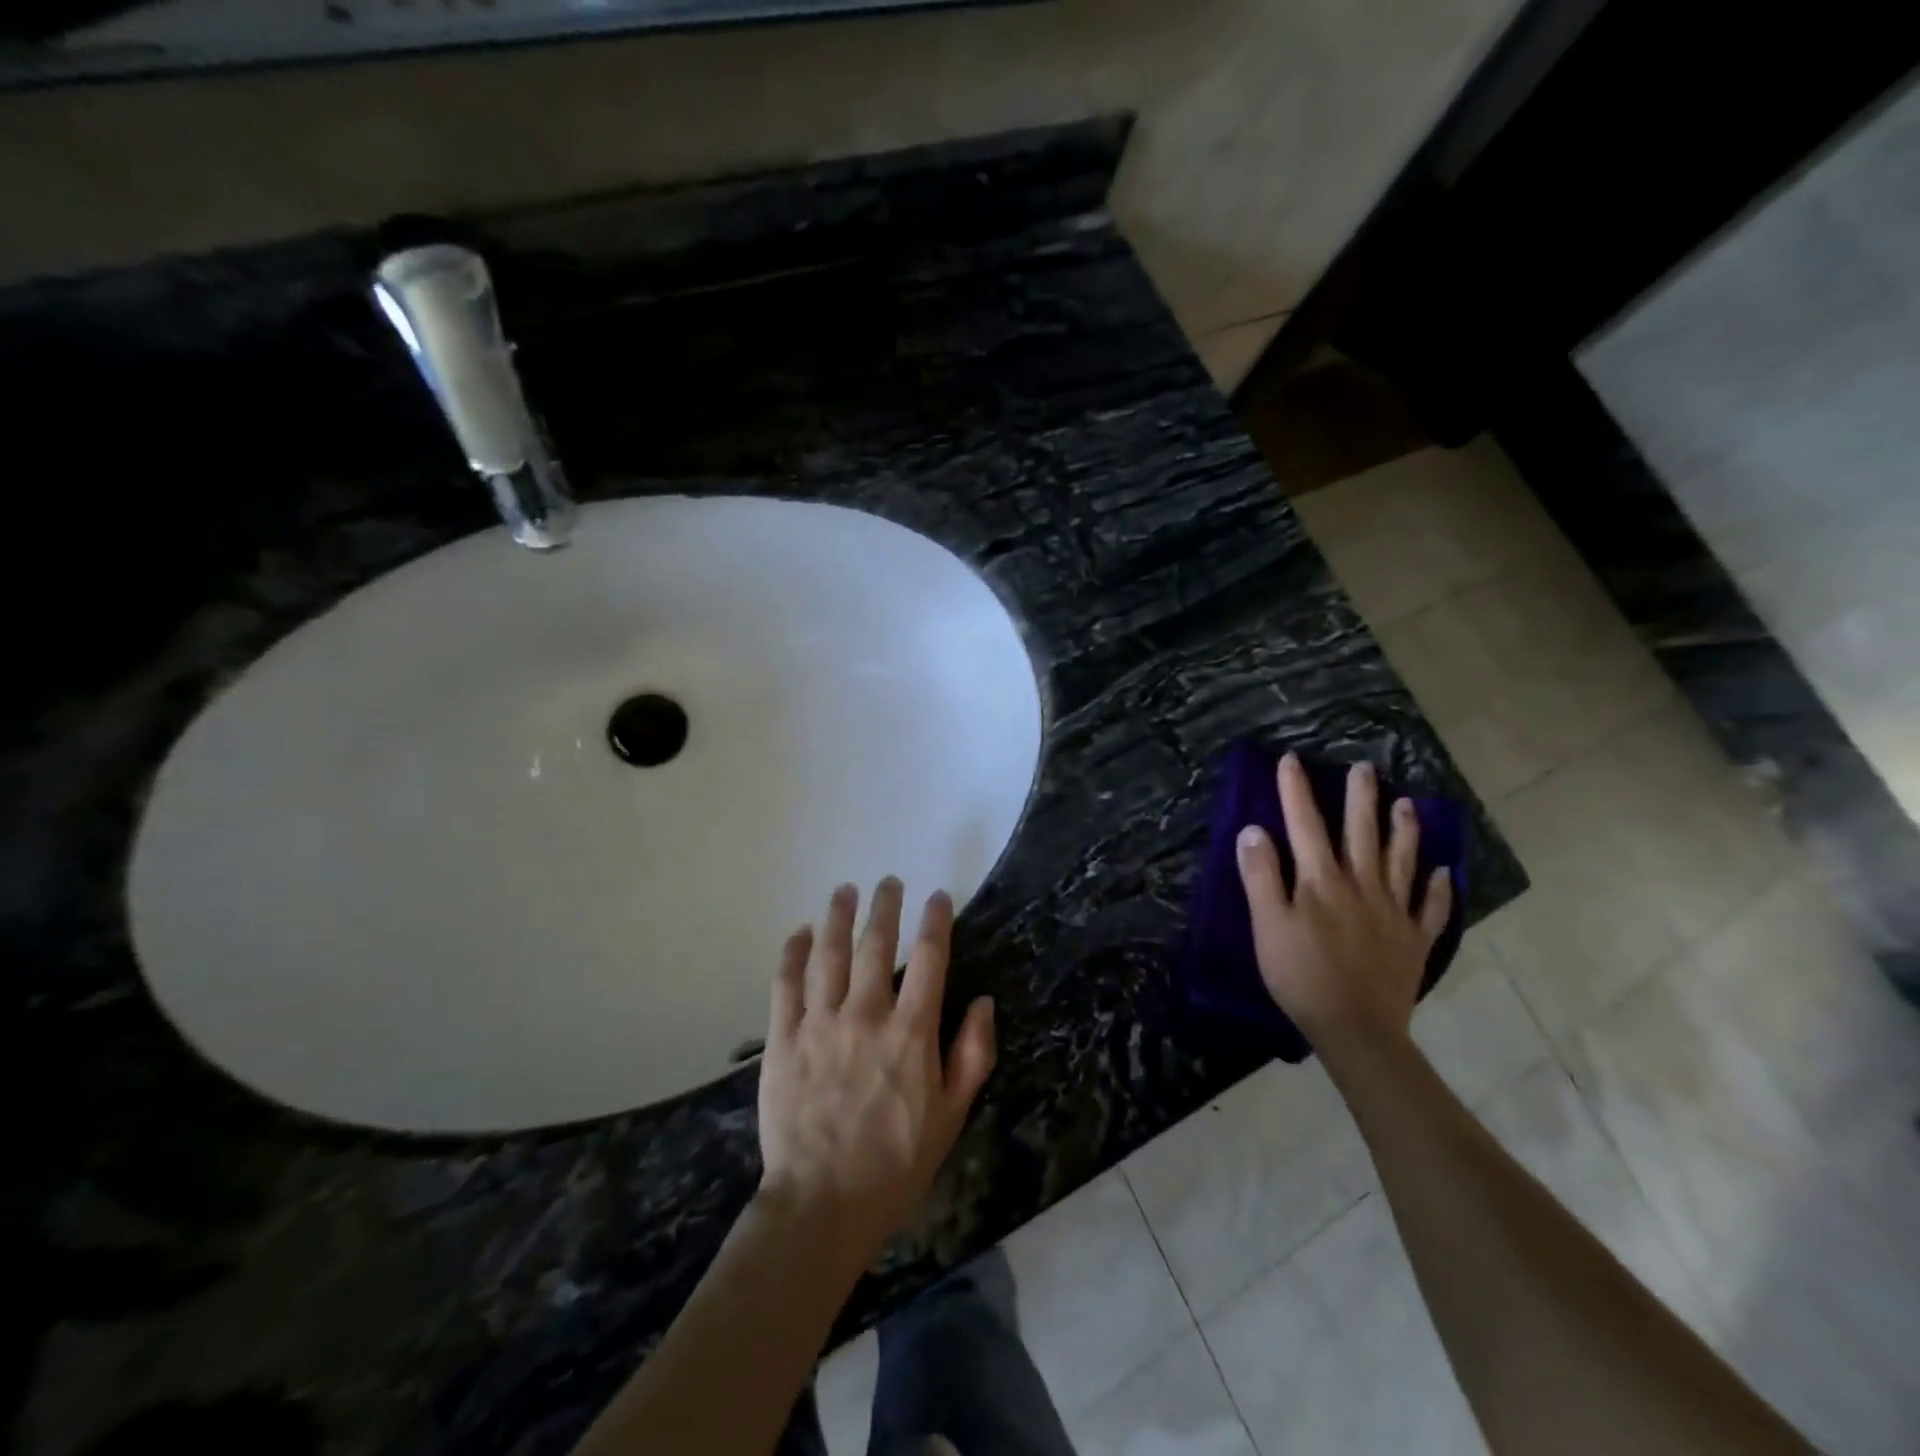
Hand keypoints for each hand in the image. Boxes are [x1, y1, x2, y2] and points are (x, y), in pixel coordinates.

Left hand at [756, 878, 996, 1264]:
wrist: (822, 1204)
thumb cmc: (896, 1162)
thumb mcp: (952, 1115)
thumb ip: (973, 1054)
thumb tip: (984, 1001)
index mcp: (911, 1032)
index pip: (929, 960)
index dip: (936, 922)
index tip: (938, 897)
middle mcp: (865, 1015)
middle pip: (877, 945)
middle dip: (885, 907)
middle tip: (888, 881)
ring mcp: (820, 1024)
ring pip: (829, 955)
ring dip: (838, 917)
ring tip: (845, 891)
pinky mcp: (783, 1039)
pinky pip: (786, 984)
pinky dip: (793, 953)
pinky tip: (800, 933)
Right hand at [1235, 753, 1451, 1066]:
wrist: (1355, 1028)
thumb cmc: (1300, 974)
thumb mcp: (1267, 924)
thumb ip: (1261, 875)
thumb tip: (1254, 830)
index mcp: (1320, 880)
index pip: (1304, 824)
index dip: (1296, 790)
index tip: (1291, 759)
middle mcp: (1360, 884)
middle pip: (1360, 832)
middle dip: (1359, 797)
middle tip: (1364, 768)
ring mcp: (1393, 911)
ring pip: (1401, 860)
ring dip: (1403, 829)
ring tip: (1407, 803)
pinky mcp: (1414, 939)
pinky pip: (1431, 908)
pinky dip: (1440, 888)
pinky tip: (1446, 872)